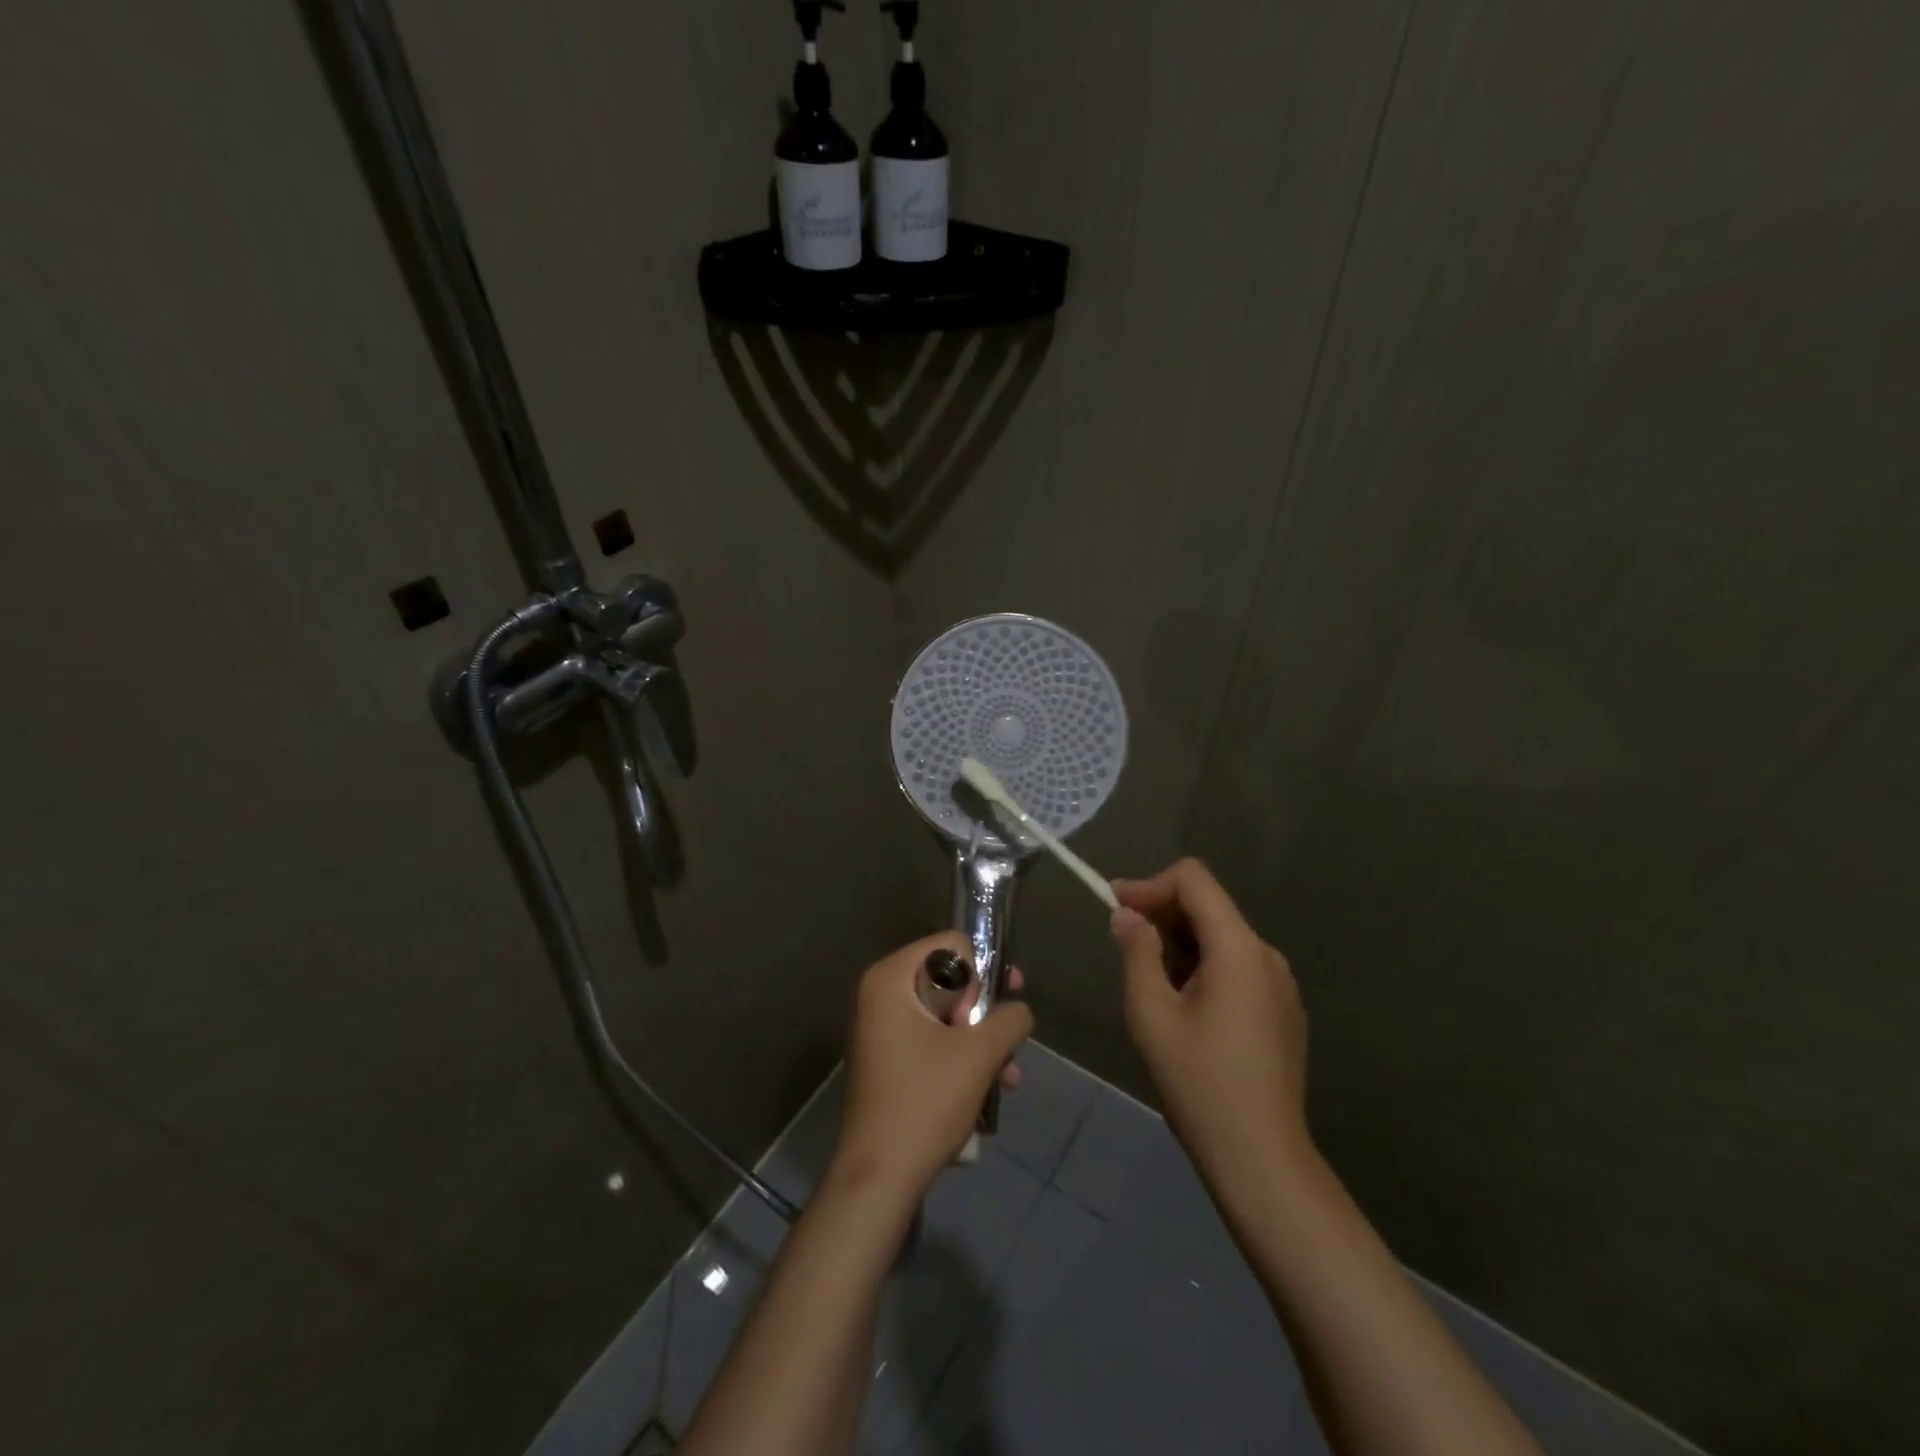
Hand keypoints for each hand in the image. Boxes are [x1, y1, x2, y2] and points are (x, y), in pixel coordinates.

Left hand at [832, 932, 1033, 1198]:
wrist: (878, 1177)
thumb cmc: (926, 1101)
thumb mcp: (980, 1054)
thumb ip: (1010, 1019)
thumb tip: (1018, 1010)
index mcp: (890, 977)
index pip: (951, 945)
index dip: (983, 970)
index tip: (1001, 1003)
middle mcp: (879, 993)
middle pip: (949, 980)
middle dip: (984, 1012)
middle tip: (1004, 1042)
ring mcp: (879, 1028)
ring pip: (944, 1015)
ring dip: (980, 1041)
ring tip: (1008, 1077)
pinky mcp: (885, 1059)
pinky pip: (930, 1040)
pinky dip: (960, 1058)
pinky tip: (989, 1091)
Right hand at [1110, 859, 1310, 1186]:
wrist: (1261, 1158)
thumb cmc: (1199, 1083)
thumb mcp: (1151, 1014)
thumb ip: (1137, 952)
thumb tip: (1127, 916)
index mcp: (1238, 948)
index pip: (1193, 879)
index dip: (1150, 884)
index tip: (1115, 908)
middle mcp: (1266, 954)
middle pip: (1209, 906)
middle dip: (1161, 913)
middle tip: (1121, 940)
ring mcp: (1281, 983)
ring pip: (1221, 938)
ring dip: (1180, 943)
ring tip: (1149, 979)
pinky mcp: (1283, 1010)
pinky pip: (1238, 966)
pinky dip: (1204, 966)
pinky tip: (1183, 1004)